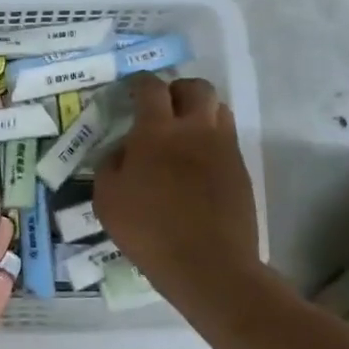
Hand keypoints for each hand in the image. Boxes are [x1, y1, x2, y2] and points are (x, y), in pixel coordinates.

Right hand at [95, 75, 260, 292]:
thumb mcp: (107, 198)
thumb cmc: (149, 231)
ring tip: (184, 131)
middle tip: (164, 106)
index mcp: (157, 131)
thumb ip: (111, 163)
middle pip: (196, 88)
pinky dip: (211, 140)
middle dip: (178, 89)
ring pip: (219, 109)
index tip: (132, 89)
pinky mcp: (240, 170)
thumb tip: (124, 149)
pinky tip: (197, 165)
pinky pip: (227, 140)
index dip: (139, 82)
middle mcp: (195, 129)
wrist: (209, 266)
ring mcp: (223, 148)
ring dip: (200, 111)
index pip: (151, 88)